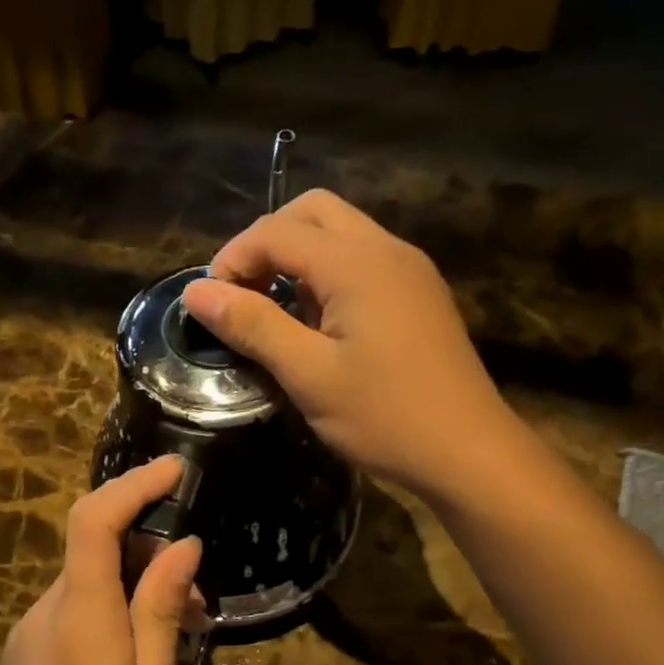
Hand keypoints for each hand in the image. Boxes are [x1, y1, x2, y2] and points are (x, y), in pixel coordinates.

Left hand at [0, 457, 202, 664]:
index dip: (132, 485)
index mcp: (80, 617)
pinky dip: (114, 609)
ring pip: (89, 581)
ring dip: (137, 587)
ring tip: (183, 633)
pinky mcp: (27, 651)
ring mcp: (29, 631)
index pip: (93, 521)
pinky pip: (76, 609)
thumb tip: (182, 546)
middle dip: (153, 554)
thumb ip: (161, 613)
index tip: (176, 469)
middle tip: (201, 601)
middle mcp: (45, 611)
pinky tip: (142, 652)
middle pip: (96, 548)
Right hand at [180, 189, 516, 498]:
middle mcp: (387, 249)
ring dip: (298, 258)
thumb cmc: (384, 417)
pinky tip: (320, 324)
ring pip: (341, 233)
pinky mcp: (420, 294)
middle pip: (313, 212)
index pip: (277, 231)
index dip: (233, 258)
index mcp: (357, 263)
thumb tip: (195, 292)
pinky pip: (364, 260)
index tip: (209, 304)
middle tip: (243, 295)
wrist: (468, 452)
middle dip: (267, 243)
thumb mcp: (308, 375)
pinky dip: (328, 274)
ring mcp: (410, 270)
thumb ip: (252, 326)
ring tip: (276, 312)